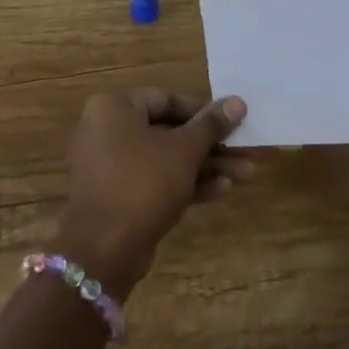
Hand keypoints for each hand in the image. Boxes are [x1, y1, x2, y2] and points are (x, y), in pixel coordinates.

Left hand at [58, 90, 251, 300]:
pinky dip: (185, 183)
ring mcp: (111, 165)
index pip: (167, 99)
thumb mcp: (184, 151)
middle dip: (211, 145)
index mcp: (114, 108)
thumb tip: (237, 101)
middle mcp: (107, 130)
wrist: (102, 250)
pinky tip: (222, 191)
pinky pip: (155, 180)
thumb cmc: (143, 184)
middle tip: (246, 153)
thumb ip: (211, 125)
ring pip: (165, 159)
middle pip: (169, 131)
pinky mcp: (118, 195)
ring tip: (246, 175)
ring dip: (205, 166)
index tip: (234, 123)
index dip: (205, 111)